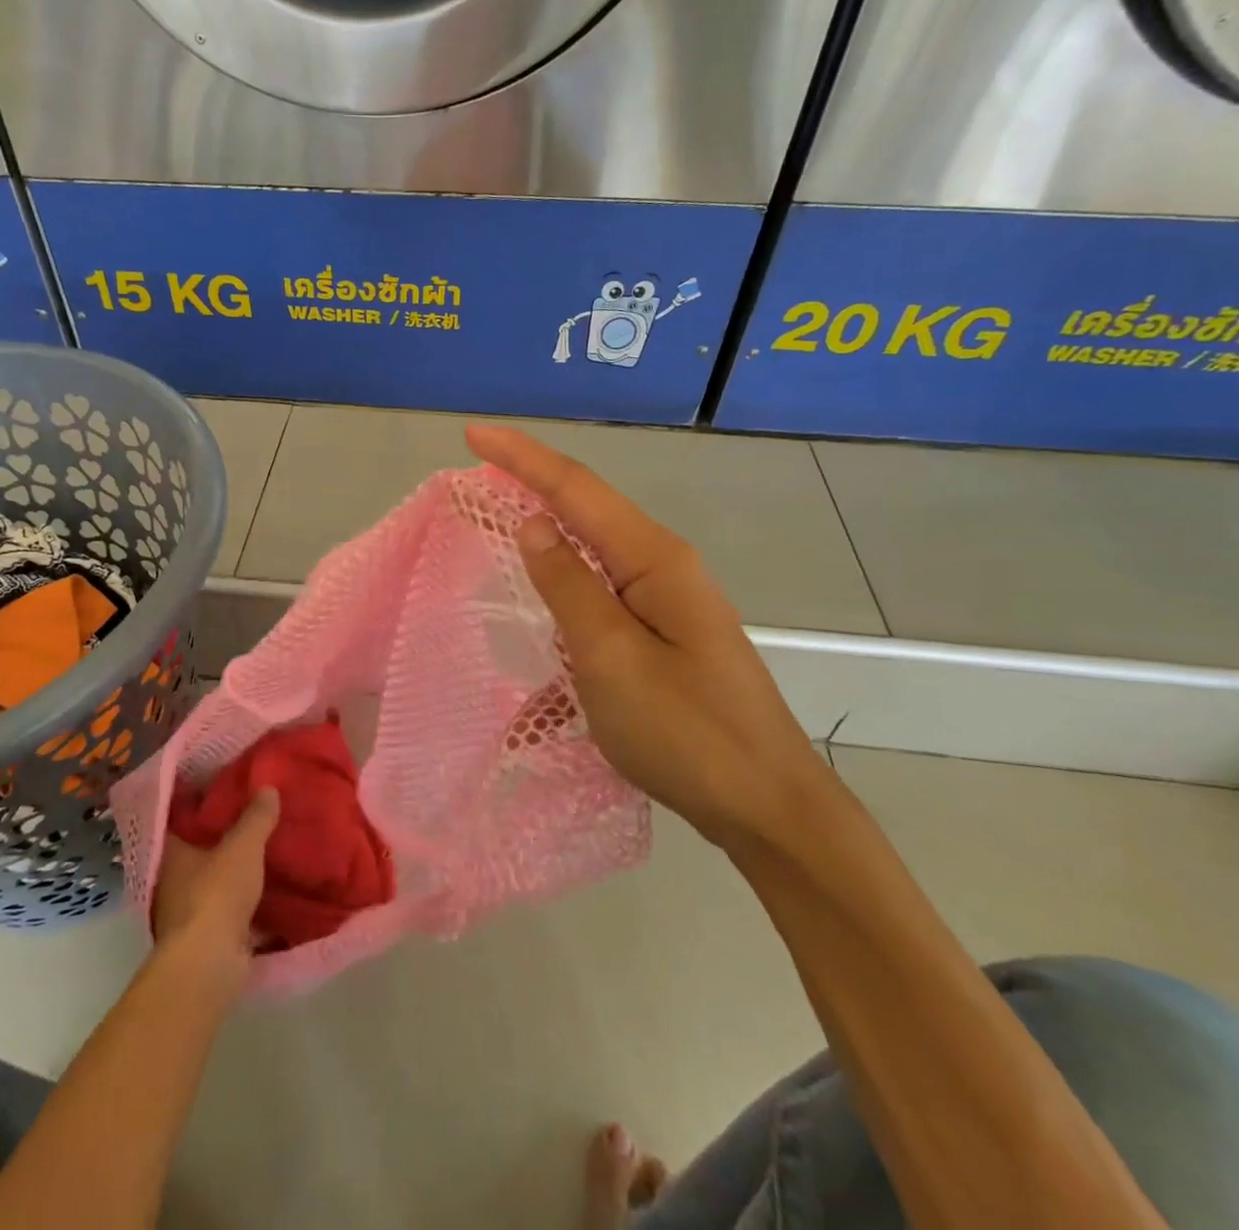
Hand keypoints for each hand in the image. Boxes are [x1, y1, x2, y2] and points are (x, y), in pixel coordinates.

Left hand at [151, 789, 279, 983]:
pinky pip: (229, 911)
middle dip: (222, 839)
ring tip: (266, 853)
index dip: (199, 803)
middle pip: (197, 852)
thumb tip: (268, 787)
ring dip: (234, 873)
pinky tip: (270, 892)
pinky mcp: (206, 939)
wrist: (208, 965)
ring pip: (214, 883)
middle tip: (253, 818)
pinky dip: (246, 904)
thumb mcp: (243, 846)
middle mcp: (172, 881)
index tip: (223, 790)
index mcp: (171, 853)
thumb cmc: (216, 894)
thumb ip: (256, 817)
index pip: (179, 819)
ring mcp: (187, 913)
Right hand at [466, 426, 837, 851]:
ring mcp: (666, 601)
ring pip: (592, 551)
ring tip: (500, 519)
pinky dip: (563, 590)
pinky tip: (542, 612)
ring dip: (546, 531)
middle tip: (476, 472)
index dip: (521, 457)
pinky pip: (600, 595)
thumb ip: (569, 585)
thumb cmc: (686, 732)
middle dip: (531, 481)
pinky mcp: (662, 634)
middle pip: (585, 508)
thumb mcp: (610, 657)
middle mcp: (662, 567)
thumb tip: (532, 524)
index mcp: (653, 559)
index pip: (575, 488)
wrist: (766, 806)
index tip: (471, 433)